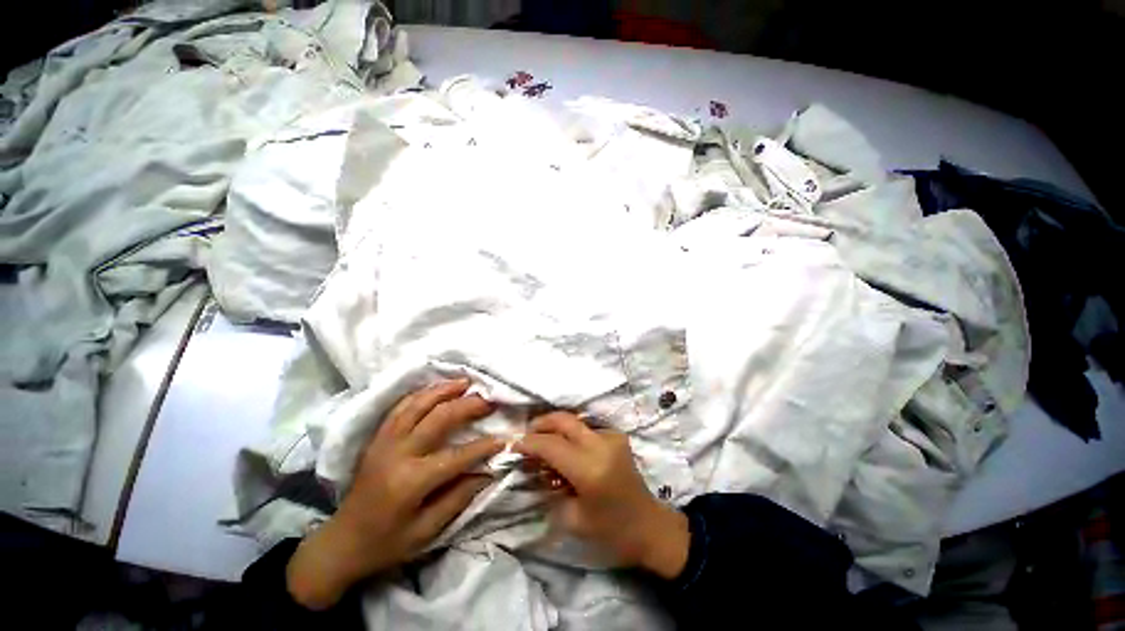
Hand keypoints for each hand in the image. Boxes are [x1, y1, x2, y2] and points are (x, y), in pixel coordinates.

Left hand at [287, 379, 501, 608]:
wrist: (341, 543)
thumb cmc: (386, 543)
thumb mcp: (427, 531)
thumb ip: (459, 498)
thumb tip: (488, 471)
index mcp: (411, 482)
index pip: (457, 456)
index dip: (485, 446)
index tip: (506, 438)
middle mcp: (397, 454)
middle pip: (439, 418)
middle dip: (468, 405)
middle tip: (489, 400)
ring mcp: (384, 441)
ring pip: (417, 404)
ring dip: (444, 390)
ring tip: (465, 382)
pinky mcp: (377, 437)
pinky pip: (400, 407)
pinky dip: (421, 394)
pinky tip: (436, 388)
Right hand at [515, 413, 689, 579]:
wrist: (649, 526)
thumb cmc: (611, 531)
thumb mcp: (572, 519)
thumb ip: (551, 488)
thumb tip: (536, 467)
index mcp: (590, 468)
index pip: (551, 445)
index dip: (529, 443)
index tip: (514, 446)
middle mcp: (601, 445)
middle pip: (564, 420)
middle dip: (541, 423)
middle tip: (527, 434)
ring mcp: (612, 437)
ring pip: (576, 420)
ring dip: (556, 426)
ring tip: (543, 440)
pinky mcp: (618, 436)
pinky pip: (588, 428)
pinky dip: (572, 433)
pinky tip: (566, 446)